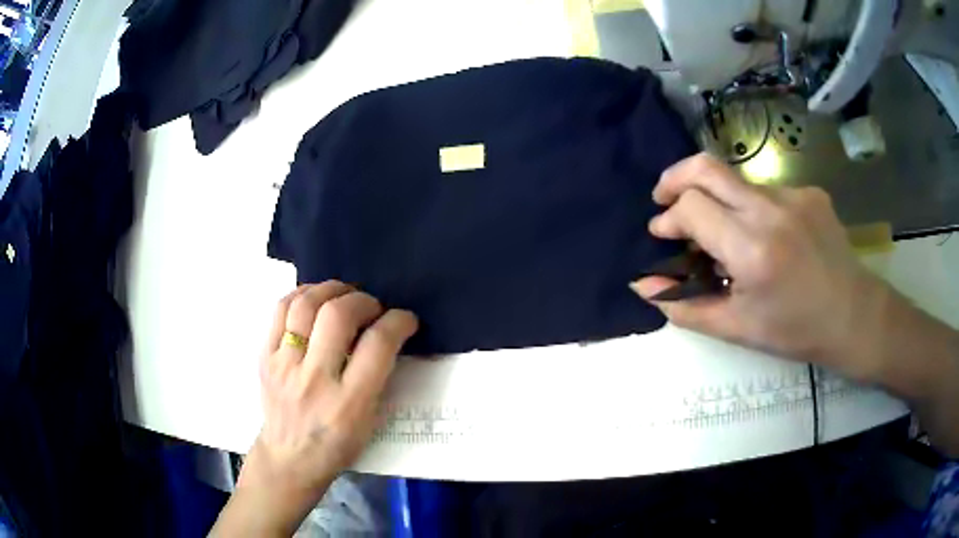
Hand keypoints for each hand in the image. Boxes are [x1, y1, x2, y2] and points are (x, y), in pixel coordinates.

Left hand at [213, 281, 417, 536]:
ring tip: (344, 295)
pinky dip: (302, 295)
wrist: (288, 458)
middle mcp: (315, 380)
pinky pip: (280, 310)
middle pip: (339, 315)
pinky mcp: (264, 357)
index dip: (398, 321)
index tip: (405, 319)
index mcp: (349, 402)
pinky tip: (315, 298)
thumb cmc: (337, 445)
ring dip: (331, 289)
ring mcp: (284, 366)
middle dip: (364, 300)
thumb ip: (378, 377)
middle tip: (373, 307)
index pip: (378, 345)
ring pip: (306, 305)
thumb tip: (386, 334)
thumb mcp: (370, 421)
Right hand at [631, 153, 887, 378]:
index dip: (668, 217)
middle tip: (665, 199)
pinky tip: (768, 237)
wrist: (853, 316)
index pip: (691, 206)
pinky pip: (767, 191)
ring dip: (719, 201)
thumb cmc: (795, 331)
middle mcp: (771, 210)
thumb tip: (642, 284)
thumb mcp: (736, 328)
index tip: (663, 234)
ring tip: (728, 235)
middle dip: (675, 178)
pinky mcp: (810, 192)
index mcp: (752, 250)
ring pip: (737, 181)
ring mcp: (794, 195)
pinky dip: (753, 208)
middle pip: (706, 167)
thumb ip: (684, 304)